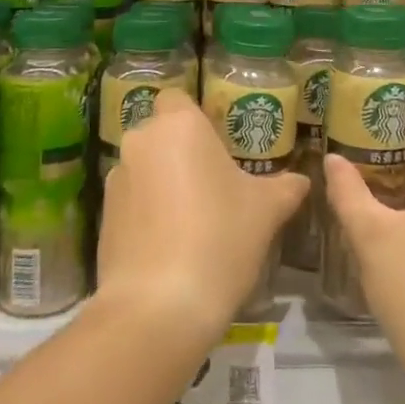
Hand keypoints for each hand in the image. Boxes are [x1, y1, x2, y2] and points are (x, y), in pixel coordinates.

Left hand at [98, 90, 309, 348]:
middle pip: (161, 134)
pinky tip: (169, 245)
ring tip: (191, 221)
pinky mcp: (102, 216)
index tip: (218, 146)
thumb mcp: (266, 211)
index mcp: (179, 125)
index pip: (178, 98)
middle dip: (181, 152)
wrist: (159, 305)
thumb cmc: (220, 238)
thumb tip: (302, 180)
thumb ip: (285, 187)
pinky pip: (131, 201)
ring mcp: (116, 179)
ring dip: (162, 183)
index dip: (196, 119)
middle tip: (212, 185)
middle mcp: (141, 141)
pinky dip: (146, 213)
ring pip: (144, 167)